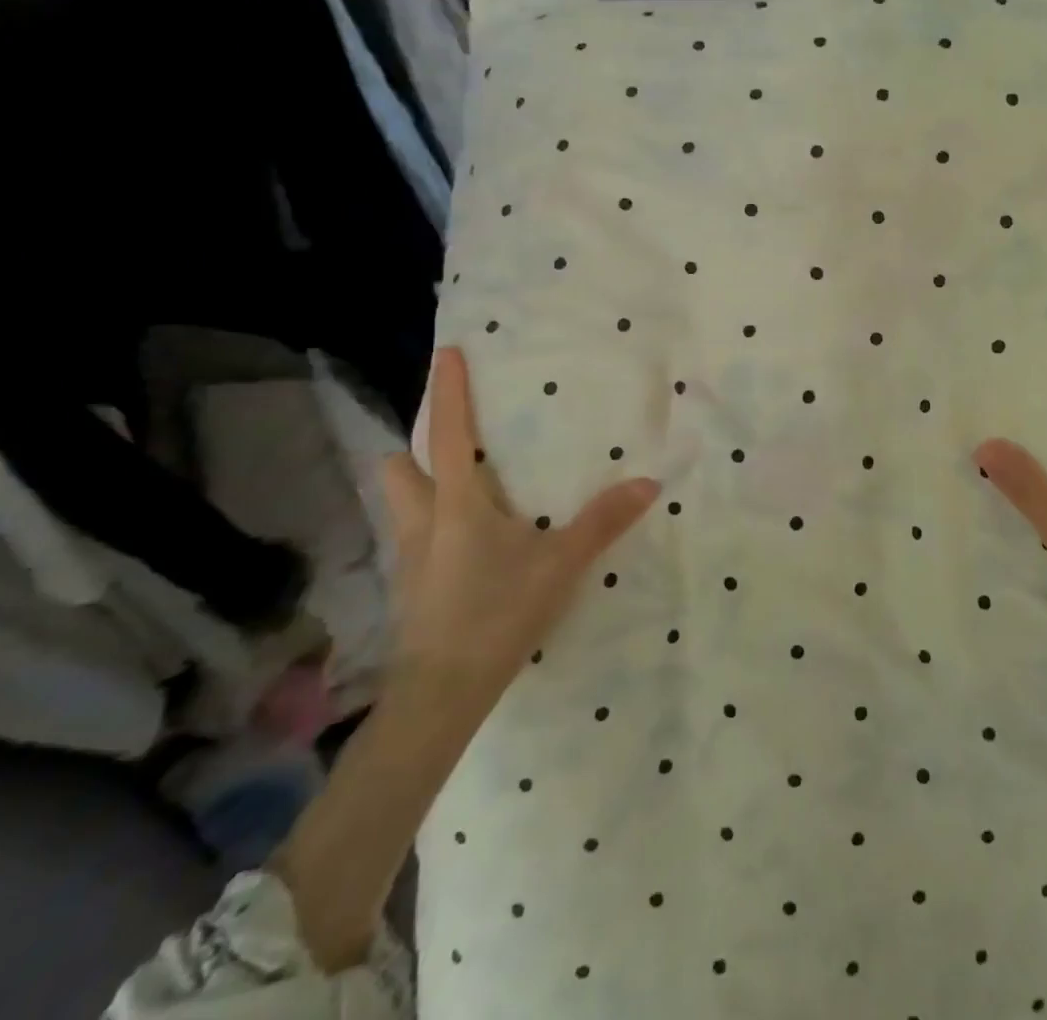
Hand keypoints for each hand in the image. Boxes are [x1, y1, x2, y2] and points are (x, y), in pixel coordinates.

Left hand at [380, 347, 659, 712]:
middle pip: (400, 467)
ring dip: (420, 486)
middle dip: (416, 447)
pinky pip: (413, 537)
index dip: (447, 390)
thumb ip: (603, 521)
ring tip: (461, 489)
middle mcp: (422, 522)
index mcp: (456, 504)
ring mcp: (409, 558)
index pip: (448, 434)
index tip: (447, 351)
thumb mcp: (559, 564)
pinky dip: (432, 524)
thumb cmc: (497, 614)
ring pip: (401, 504)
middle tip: (454, 442)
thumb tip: (647, 482)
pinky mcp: (411, 589)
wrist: (442, 694)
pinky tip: (465, 544)